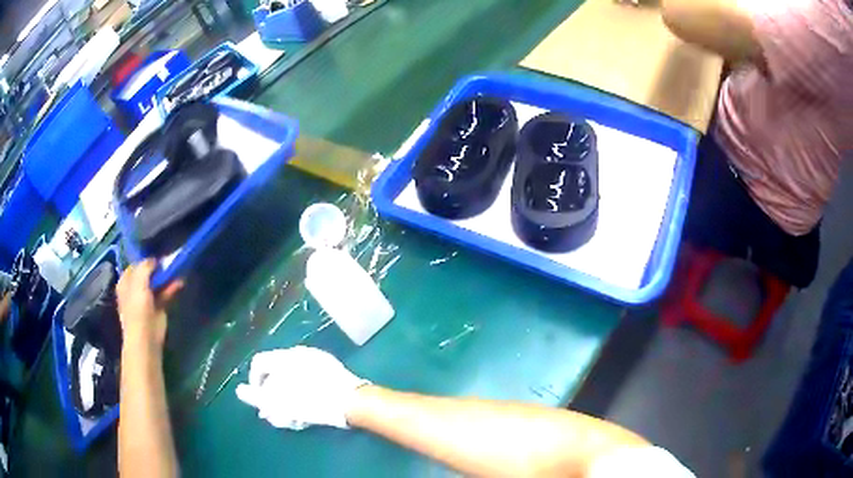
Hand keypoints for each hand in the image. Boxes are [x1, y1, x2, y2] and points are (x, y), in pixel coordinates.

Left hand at [116, 260, 182, 348]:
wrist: (146, 337)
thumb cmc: (137, 309)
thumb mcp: (139, 282)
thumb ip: (145, 266)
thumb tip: (154, 260)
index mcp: (126, 282)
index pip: (135, 265)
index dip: (145, 259)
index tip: (157, 255)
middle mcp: (135, 288)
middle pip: (147, 273)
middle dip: (157, 267)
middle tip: (169, 260)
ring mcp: (147, 298)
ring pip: (157, 283)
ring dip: (166, 276)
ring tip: (177, 268)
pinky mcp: (158, 307)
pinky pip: (165, 293)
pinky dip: (172, 288)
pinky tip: (180, 281)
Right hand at [235, 346, 369, 429]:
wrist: (352, 401)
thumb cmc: (312, 402)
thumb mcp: (280, 402)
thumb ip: (257, 396)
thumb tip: (240, 391)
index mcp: (284, 357)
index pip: (259, 363)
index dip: (254, 381)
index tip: (260, 400)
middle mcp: (299, 352)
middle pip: (277, 371)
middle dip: (273, 392)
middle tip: (276, 410)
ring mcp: (317, 358)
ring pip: (294, 375)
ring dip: (288, 394)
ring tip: (292, 413)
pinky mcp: (332, 367)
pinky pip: (310, 376)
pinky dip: (303, 390)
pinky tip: (308, 407)